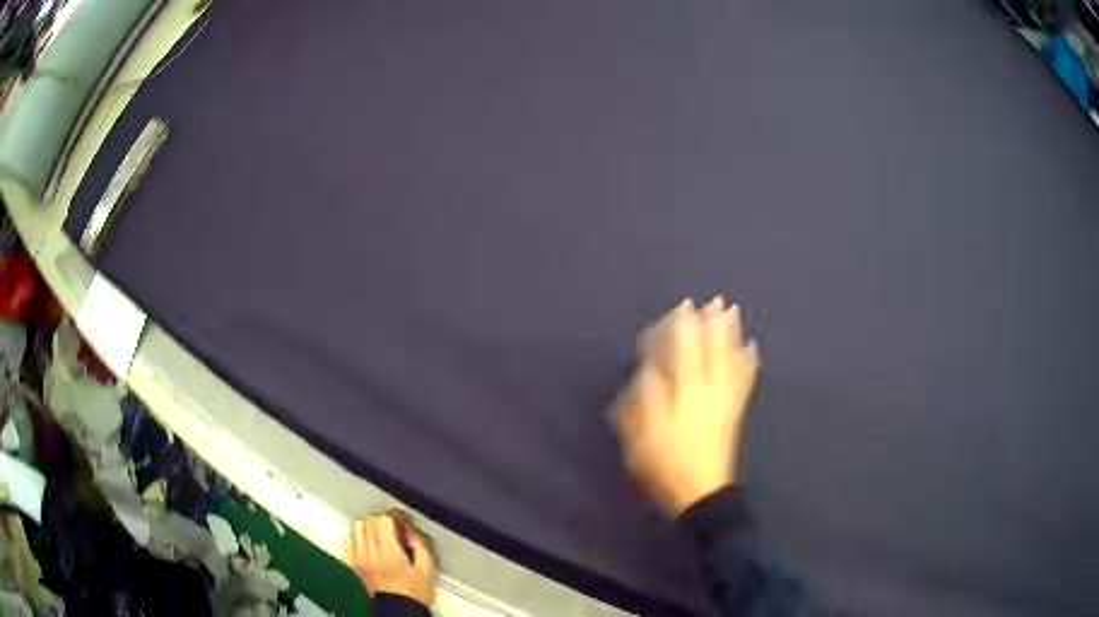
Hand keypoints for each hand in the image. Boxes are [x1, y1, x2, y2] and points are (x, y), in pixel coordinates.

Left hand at [347, 513, 436, 605]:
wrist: (399, 609)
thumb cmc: (415, 592)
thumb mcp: (427, 567)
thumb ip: (419, 543)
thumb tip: (409, 527)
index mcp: (389, 553)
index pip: (383, 520)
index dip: (394, 517)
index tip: (401, 521)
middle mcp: (370, 553)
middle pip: (368, 521)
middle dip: (382, 520)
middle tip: (393, 528)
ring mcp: (359, 558)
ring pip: (356, 527)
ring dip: (369, 527)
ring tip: (380, 535)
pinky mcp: (353, 563)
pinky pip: (350, 539)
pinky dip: (359, 537)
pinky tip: (370, 545)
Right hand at [615, 297, 759, 516]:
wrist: (700, 494)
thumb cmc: (664, 469)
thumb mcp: (639, 441)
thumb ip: (641, 404)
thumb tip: (645, 373)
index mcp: (679, 398)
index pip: (677, 354)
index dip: (677, 331)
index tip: (678, 310)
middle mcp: (703, 392)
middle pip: (706, 350)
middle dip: (707, 324)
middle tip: (711, 301)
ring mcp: (722, 402)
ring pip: (728, 359)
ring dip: (730, 334)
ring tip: (732, 311)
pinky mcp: (733, 412)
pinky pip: (744, 382)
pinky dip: (749, 363)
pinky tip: (753, 348)